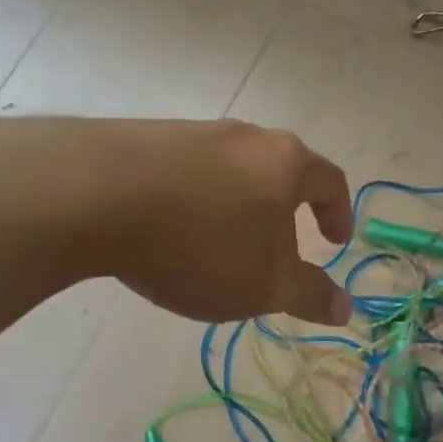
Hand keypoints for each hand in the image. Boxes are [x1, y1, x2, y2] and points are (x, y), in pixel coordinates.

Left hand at [76, 118, 355, 325]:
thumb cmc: (200, 244)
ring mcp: (192, 133)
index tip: (335, 241)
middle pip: (278, 170)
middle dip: (283, 211)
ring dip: (235, 206)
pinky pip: (185, 173)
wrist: (96, 197)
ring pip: (229, 171)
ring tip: (219, 245)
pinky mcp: (145, 139)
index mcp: (284, 162)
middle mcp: (243, 137)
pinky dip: (192, 201)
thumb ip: (308, 295)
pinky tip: (170, 230)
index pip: (329, 181)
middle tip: (277, 247)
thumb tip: (346, 308)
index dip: (337, 213)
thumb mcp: (263, 285)